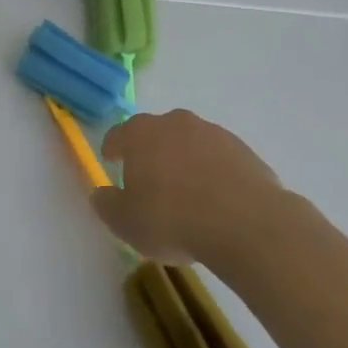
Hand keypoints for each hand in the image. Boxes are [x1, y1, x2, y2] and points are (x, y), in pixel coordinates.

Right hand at [93, 110, 299, 268]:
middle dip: (151, 151)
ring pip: (190, 144)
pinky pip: (219, 159)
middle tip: (150, 179)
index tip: (111, 160)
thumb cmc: (173, 219)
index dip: (112, 148)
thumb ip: (107, 205)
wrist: (246, 224)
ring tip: (187, 194)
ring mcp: (213, 133)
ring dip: (185, 161)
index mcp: (141, 133)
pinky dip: (214, 173)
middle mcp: (175, 123)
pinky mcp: (244, 150)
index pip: (118, 134)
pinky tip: (217, 201)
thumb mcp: (126, 222)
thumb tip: (101, 194)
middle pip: (156, 133)